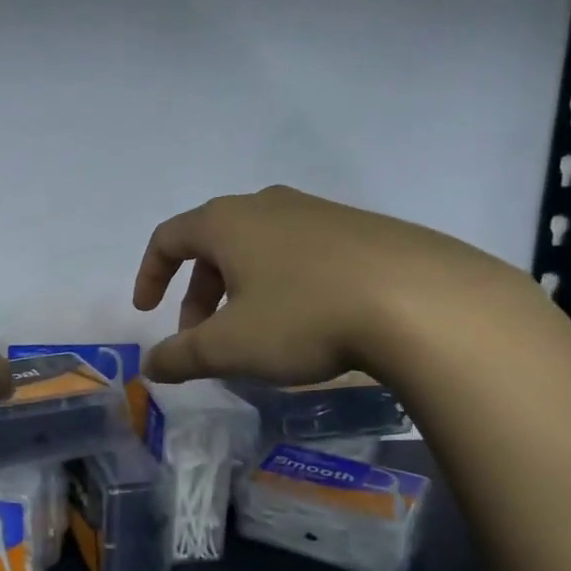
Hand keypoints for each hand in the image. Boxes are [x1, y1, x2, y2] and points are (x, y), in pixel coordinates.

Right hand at [132, 185, 534, 387]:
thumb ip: (180, 356)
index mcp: (228, 222)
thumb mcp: (230, 346)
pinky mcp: (360, 229)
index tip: (148, 311)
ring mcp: (318, 212)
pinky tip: (308, 322)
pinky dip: (282, 285)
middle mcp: (268, 205)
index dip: (150, 274)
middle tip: (202, 337)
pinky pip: (300, 254)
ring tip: (255, 334)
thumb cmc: (304, 316)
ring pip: (258, 249)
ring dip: (240, 291)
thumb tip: (150, 366)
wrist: (422, 301)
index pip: (168, 238)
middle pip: (213, 244)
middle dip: (198, 294)